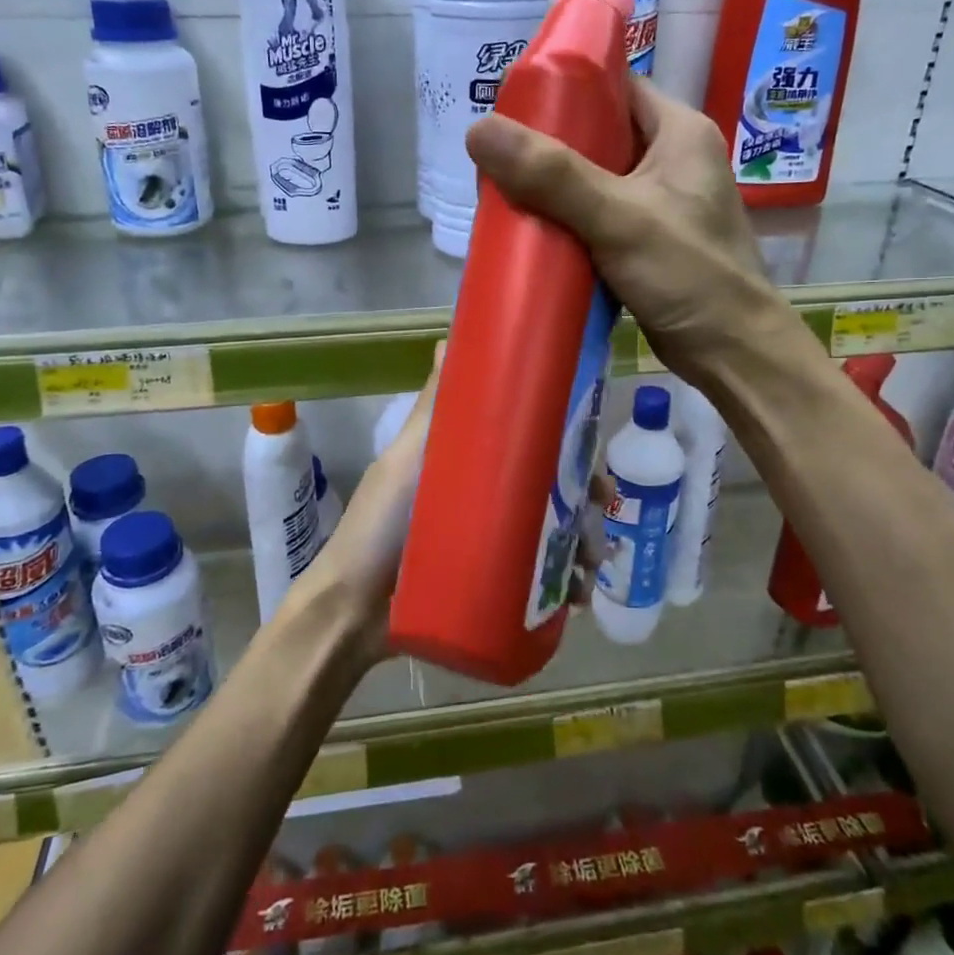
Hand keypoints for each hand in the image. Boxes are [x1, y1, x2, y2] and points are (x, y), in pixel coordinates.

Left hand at [285, 344, 607, 669]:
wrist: (353, 613)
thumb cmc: (378, 528)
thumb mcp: (405, 462)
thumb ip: (431, 410)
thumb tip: (448, 340)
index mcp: (473, 466)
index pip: (533, 447)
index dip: (569, 447)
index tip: (592, 453)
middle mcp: (490, 501)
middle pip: (553, 493)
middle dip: (585, 503)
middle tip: (599, 519)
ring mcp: (494, 546)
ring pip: (556, 537)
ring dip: (584, 547)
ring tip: (591, 568)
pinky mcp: (496, 587)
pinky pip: (544, 582)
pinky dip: (568, 585)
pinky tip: (579, 596)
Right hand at [466, 76, 782, 382]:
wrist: (731, 353)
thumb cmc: (689, 273)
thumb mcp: (619, 217)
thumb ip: (552, 175)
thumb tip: (479, 130)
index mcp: (679, 132)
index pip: (617, 85)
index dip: (566, 85)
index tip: (512, 100)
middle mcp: (672, 160)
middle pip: (599, 134)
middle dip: (548, 144)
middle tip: (497, 154)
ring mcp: (659, 204)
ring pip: (594, 180)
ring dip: (553, 187)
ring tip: (503, 190)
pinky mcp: (646, 242)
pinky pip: (596, 218)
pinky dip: (566, 222)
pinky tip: (532, 231)